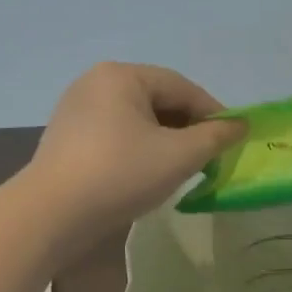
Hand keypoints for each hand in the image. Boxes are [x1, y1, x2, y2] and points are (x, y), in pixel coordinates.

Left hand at [26, 63, 245, 243]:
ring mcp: (77, 109)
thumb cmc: (120, 174)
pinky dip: (139, 148)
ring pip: (137, 119)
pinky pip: (116, 134)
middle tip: (210, 157)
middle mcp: (96, 82)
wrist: (50, 216)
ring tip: (182, 168)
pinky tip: (147, 174)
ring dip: (165, 140)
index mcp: (122, 75)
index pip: (182, 87)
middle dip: (188, 127)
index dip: (213, 113)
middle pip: (158, 100)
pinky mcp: (67, 137)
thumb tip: (241, 125)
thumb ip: (215, 137)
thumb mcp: (179, 156)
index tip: (234, 140)